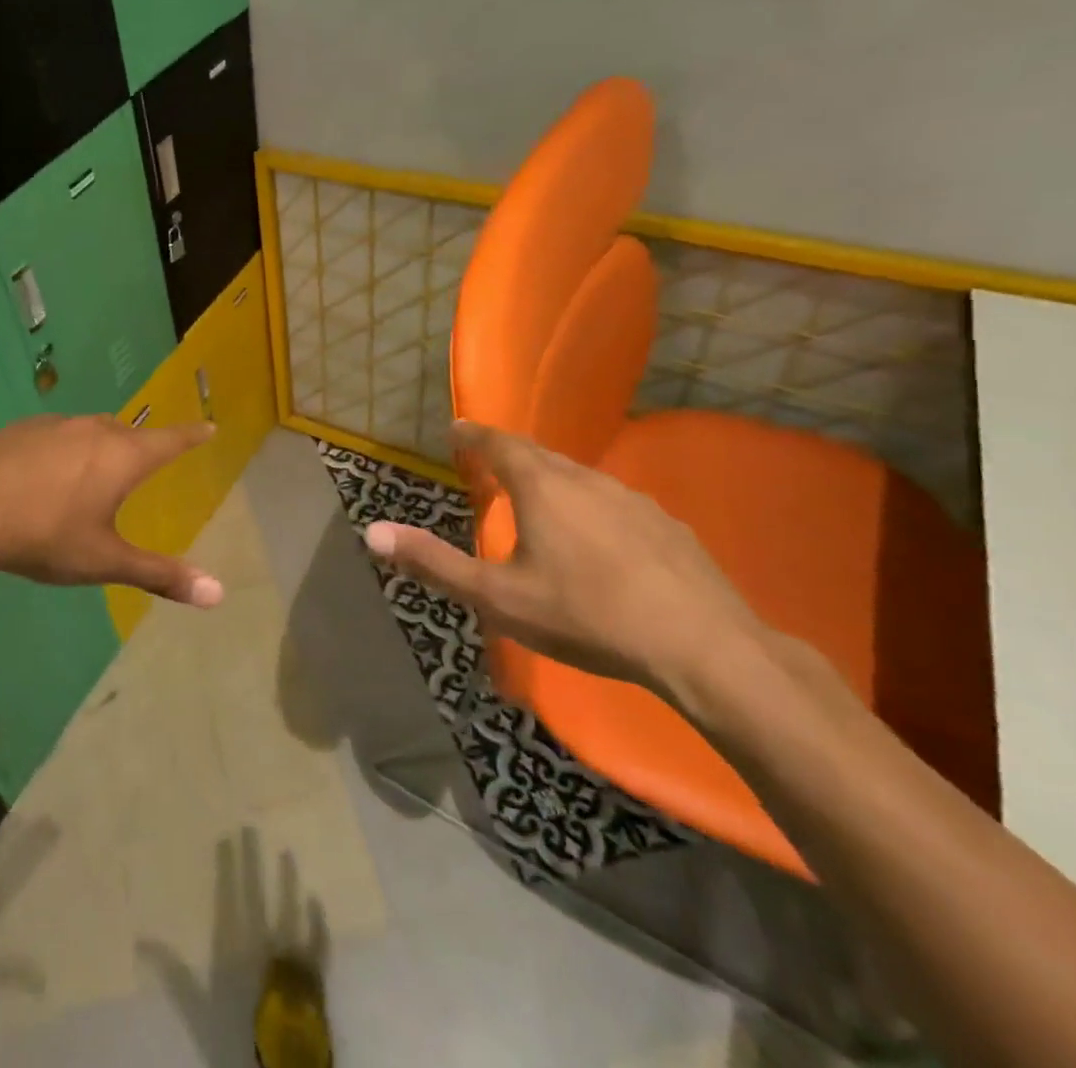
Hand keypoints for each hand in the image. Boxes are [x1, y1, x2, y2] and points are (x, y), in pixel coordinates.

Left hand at [0, 414, 223, 608]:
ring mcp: (53, 426)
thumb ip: (160, 574)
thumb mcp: (104, 561)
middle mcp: (92, 430)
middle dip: (141, 446)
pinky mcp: (19, 430)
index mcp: (122, 456)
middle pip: (128, 433)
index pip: (170, 440)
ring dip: (100, 446)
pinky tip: (44, 475)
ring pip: (89, 431)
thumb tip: (218, 594)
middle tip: (145, 461)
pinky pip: (55, 435)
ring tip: (93, 472)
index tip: (208, 427)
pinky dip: (63, 449)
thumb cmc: (45, 535)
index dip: (191, 435)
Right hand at [363, 420, 764, 700]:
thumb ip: (433, 563)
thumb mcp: (496, 596)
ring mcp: (633, 500)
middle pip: (539, 455)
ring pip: (580, 478)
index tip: (457, 428)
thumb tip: (372, 533)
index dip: (474, 434)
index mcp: (542, 487)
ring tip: (537, 498)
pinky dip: (591, 506)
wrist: (703, 647)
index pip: (498, 443)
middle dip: (509, 454)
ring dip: (551, 480)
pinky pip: (614, 502)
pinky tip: (597, 539)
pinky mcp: (668, 526)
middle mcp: (586, 480)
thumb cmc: (586, 615)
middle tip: (488, 461)